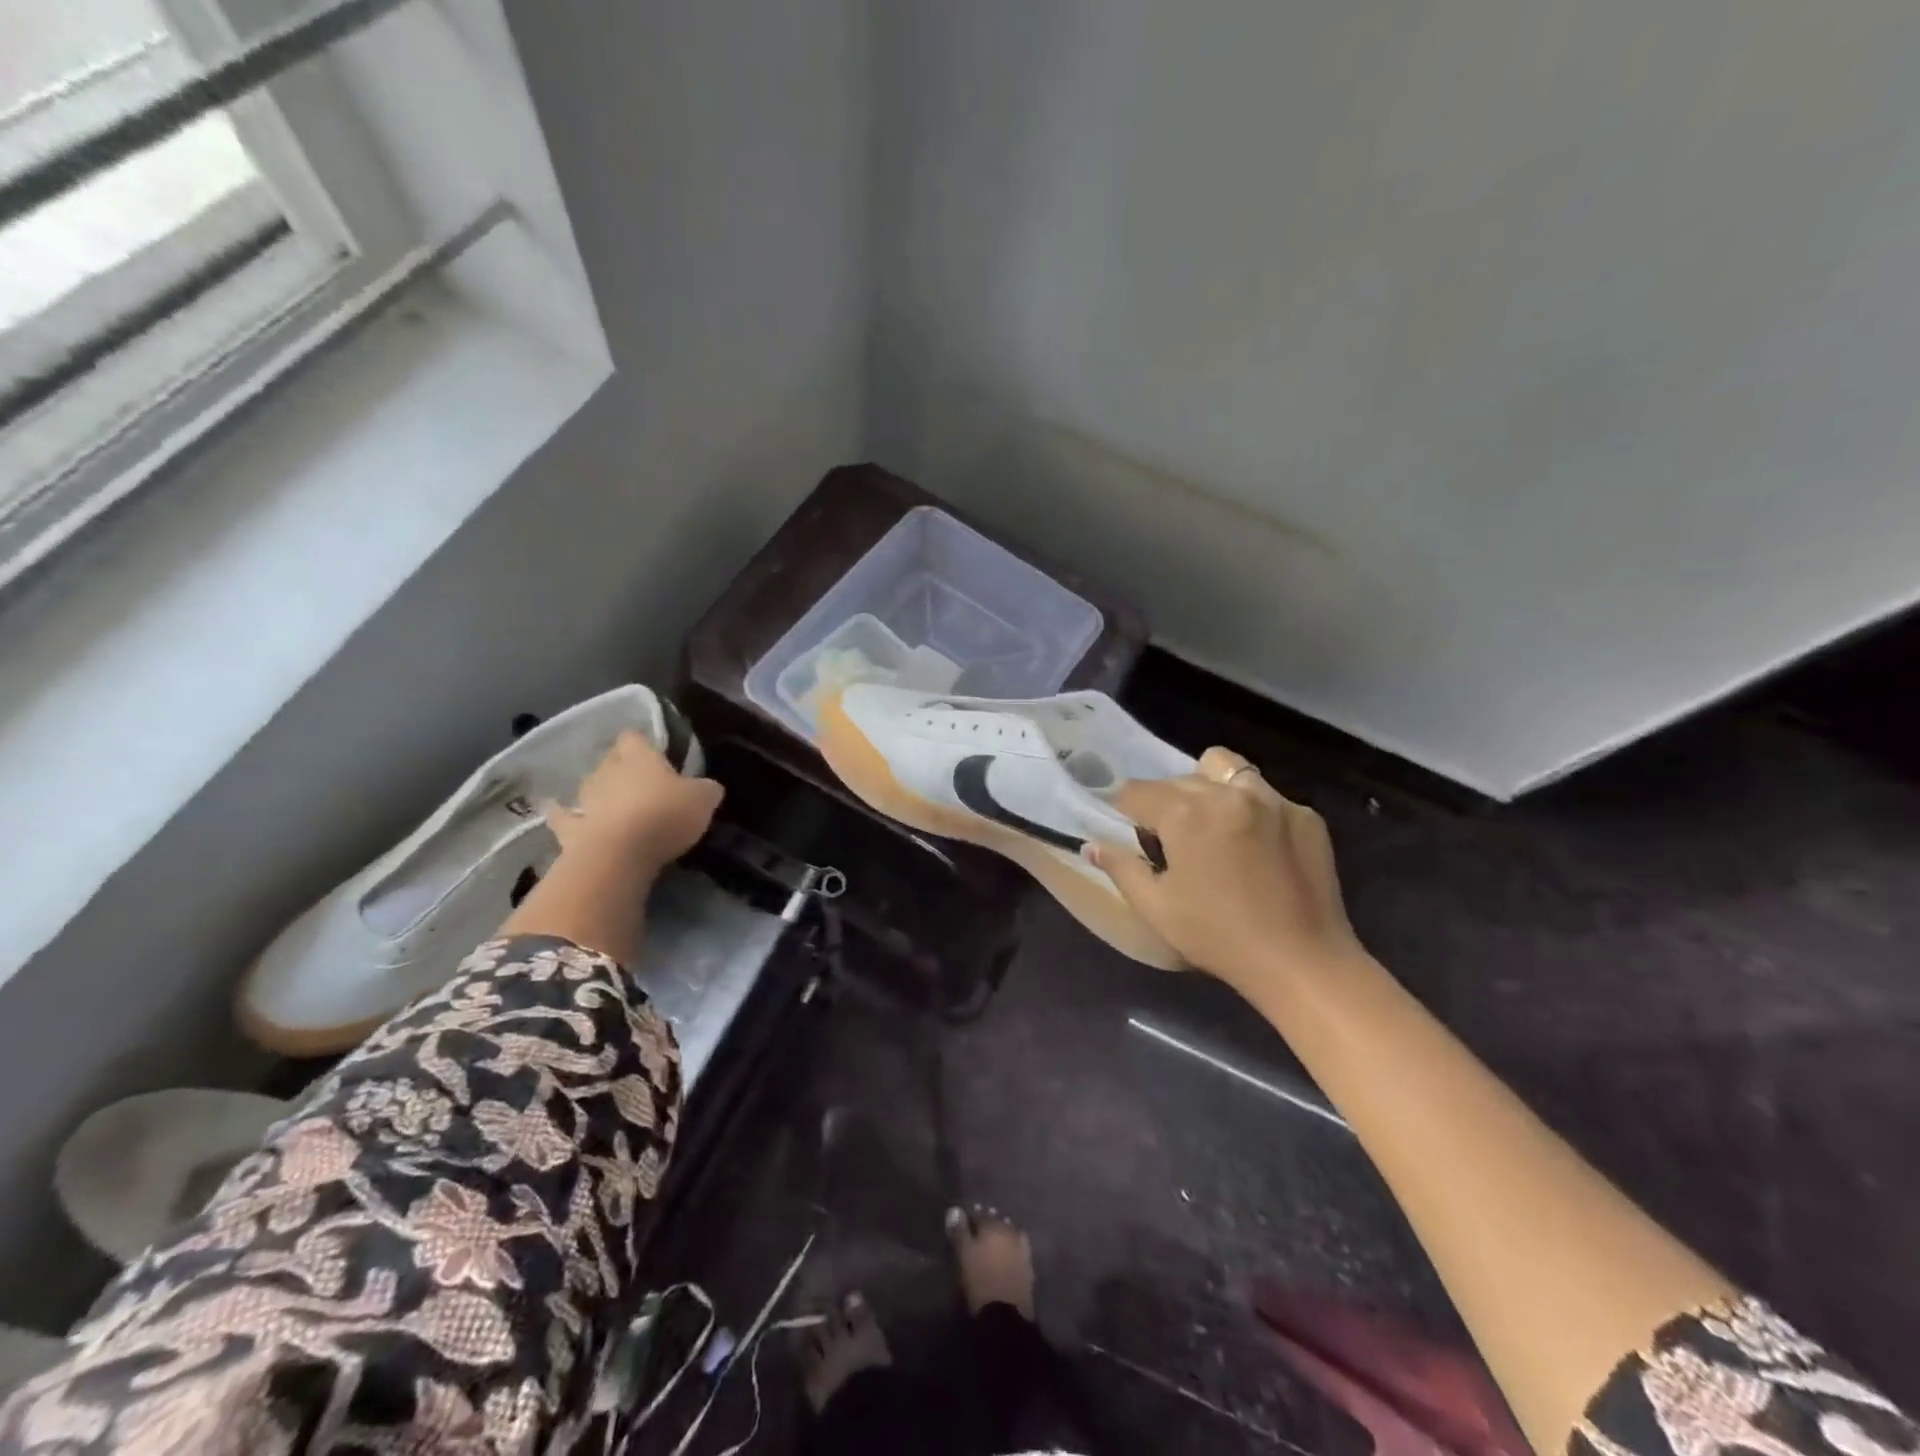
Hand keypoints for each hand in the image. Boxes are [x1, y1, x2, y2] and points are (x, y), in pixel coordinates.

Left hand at [543, 730, 722, 872]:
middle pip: (611, 759)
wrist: (620, 854)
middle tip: (638, 779)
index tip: (654, 751)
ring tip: (609, 799)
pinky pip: (563, 816)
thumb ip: (706, 789)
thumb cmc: (666, 816)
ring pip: (589, 785)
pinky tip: (554, 810)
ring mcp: (586, 799)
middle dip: (621, 766)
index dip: (643, 742)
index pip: (635, 737)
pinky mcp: (570, 828)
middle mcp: (608, 770)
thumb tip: (708, 787)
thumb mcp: (703, 799)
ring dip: (598, 790)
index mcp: (640, 757)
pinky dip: (560, 813)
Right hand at [1086, 747, 1361, 990]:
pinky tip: (1257, 849)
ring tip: (1213, 826)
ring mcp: (1273, 800)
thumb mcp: (1156, 907)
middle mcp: (1227, 792)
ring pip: (1227, 770)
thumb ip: (1120, 868)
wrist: (1302, 962)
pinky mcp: (1306, 815)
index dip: (1126, 809)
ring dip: (1210, 788)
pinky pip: (1267, 797)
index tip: (1130, 830)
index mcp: (1185, 813)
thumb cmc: (1217, 937)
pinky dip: (1252, 811)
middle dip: (1167, 801)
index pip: (1138, 790)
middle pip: (1180, 779)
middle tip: (1172, 839)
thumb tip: (1090, 846)